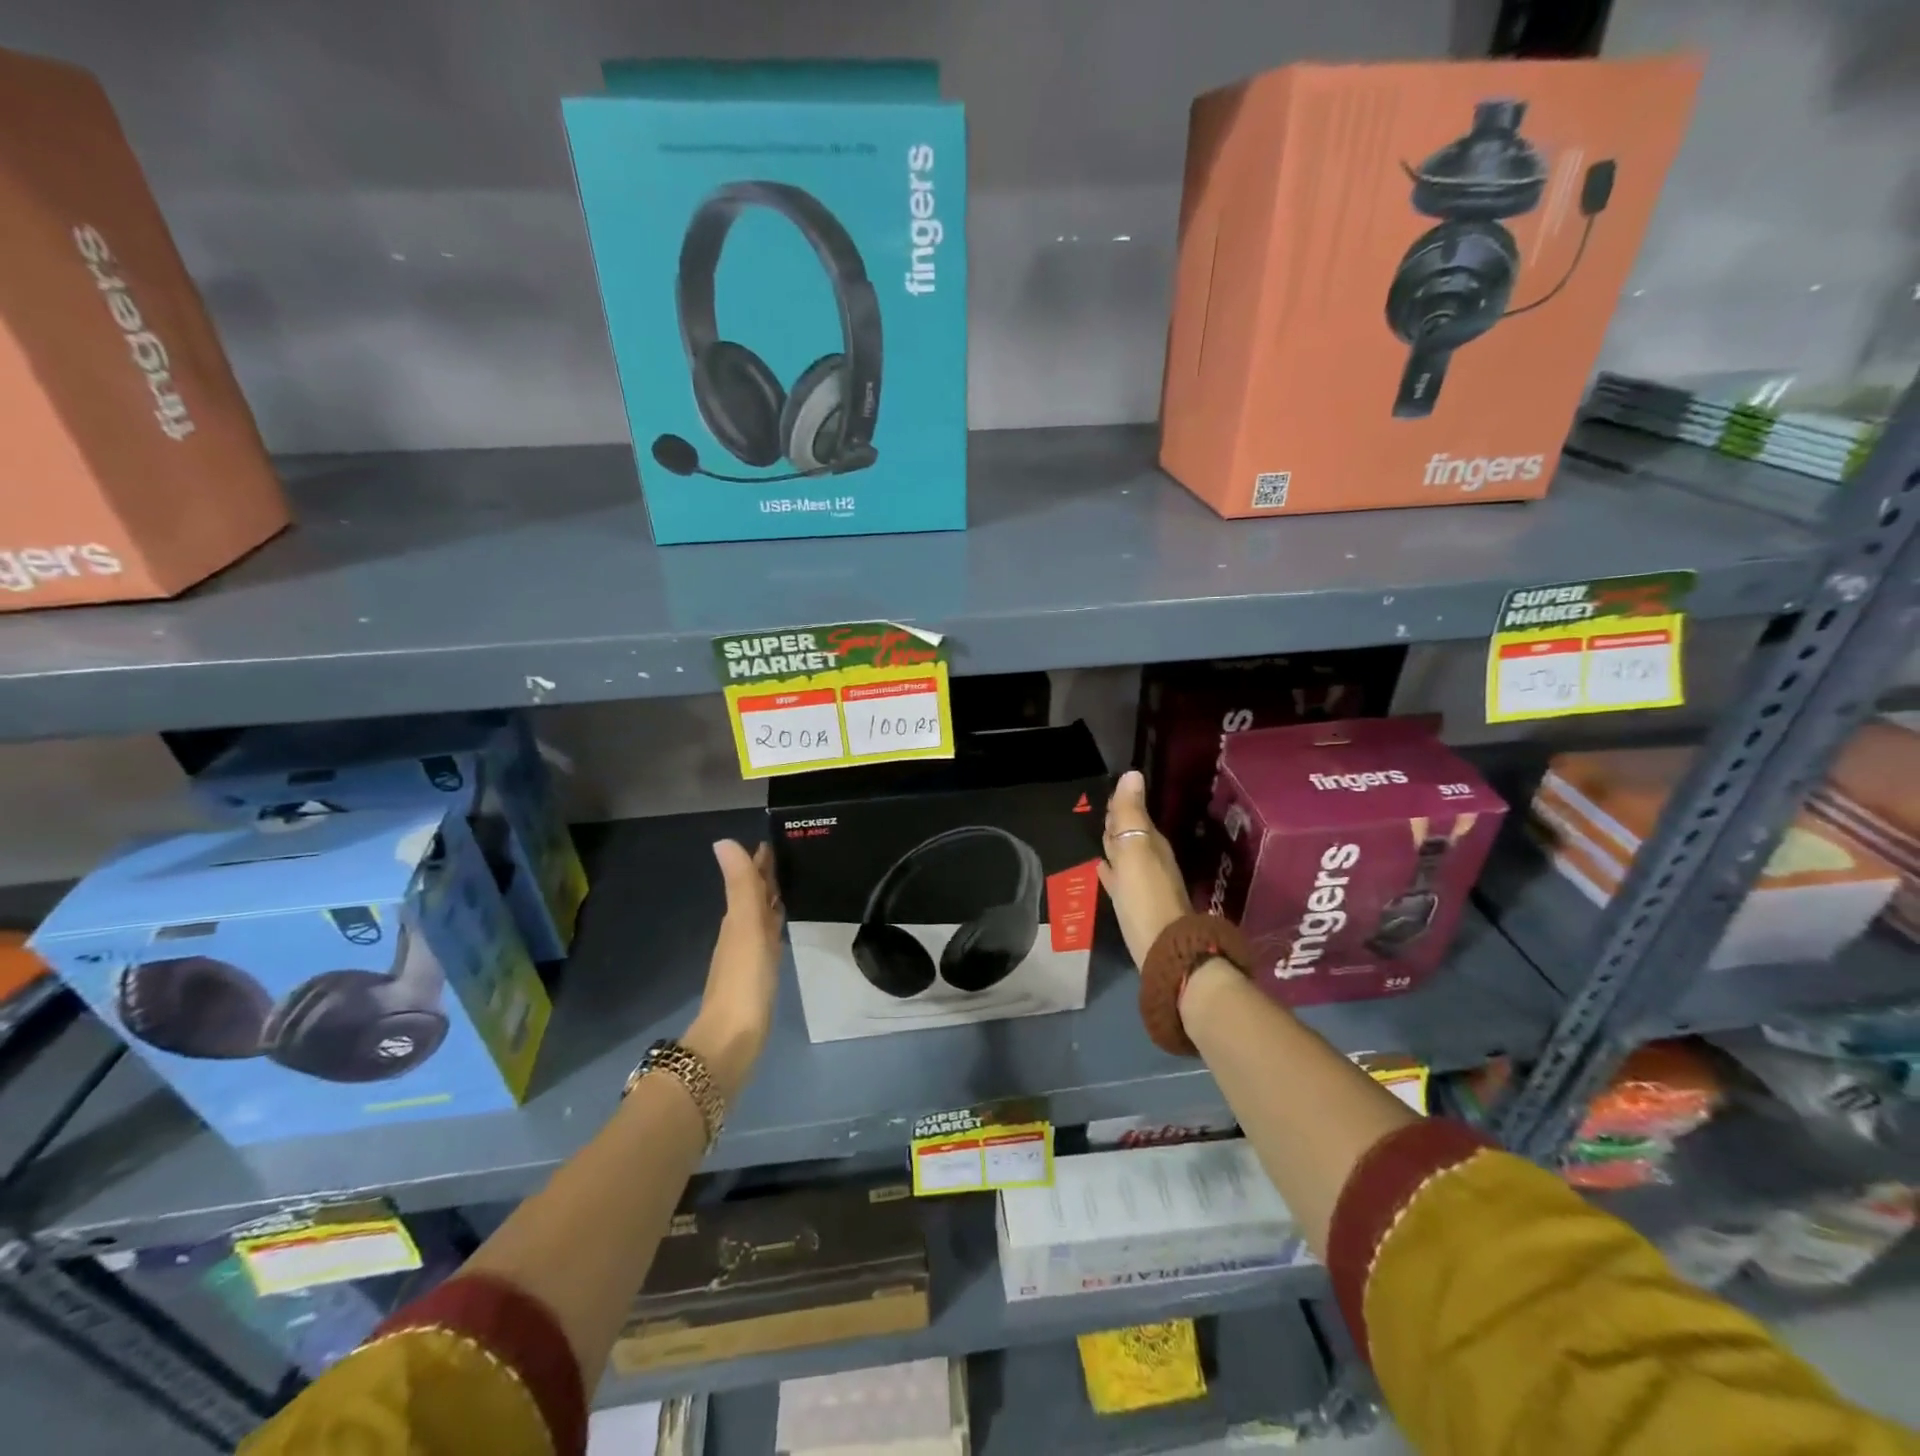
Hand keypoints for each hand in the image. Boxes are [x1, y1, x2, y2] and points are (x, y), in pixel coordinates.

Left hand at [686, 840, 783, 1098]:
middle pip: (754, 897)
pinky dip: (774, 924)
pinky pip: (768, 938)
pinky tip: (781, 928)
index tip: (774, 839)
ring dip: (771, 899)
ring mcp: (748, 955)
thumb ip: (740, 886)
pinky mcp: (758, 975)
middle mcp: (739, 933)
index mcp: (737, 919)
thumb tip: (723, 841)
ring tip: (789, 884)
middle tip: (789, 856)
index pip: (749, 880)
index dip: (759, 861)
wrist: (733, 1039)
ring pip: (761, 917)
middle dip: (767, 876)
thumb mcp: (745, 926)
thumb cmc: (744, 980)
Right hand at [1098, 770, 1194, 971]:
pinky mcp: (1135, 906)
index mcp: (1151, 844)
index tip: (1109, 794)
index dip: (1121, 805)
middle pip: (1131, 835)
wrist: (1163, 949)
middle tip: (1102, 812)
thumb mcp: (1135, 849)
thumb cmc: (1145, 896)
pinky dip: (1112, 871)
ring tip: (1099, 837)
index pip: (1134, 816)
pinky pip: (1120, 880)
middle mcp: (1151, 861)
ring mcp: (1144, 885)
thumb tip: (1132, 773)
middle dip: (1118, 823)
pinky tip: (1102, 871)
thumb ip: (1131, 813)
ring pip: (1126, 856)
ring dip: (1114, 846)